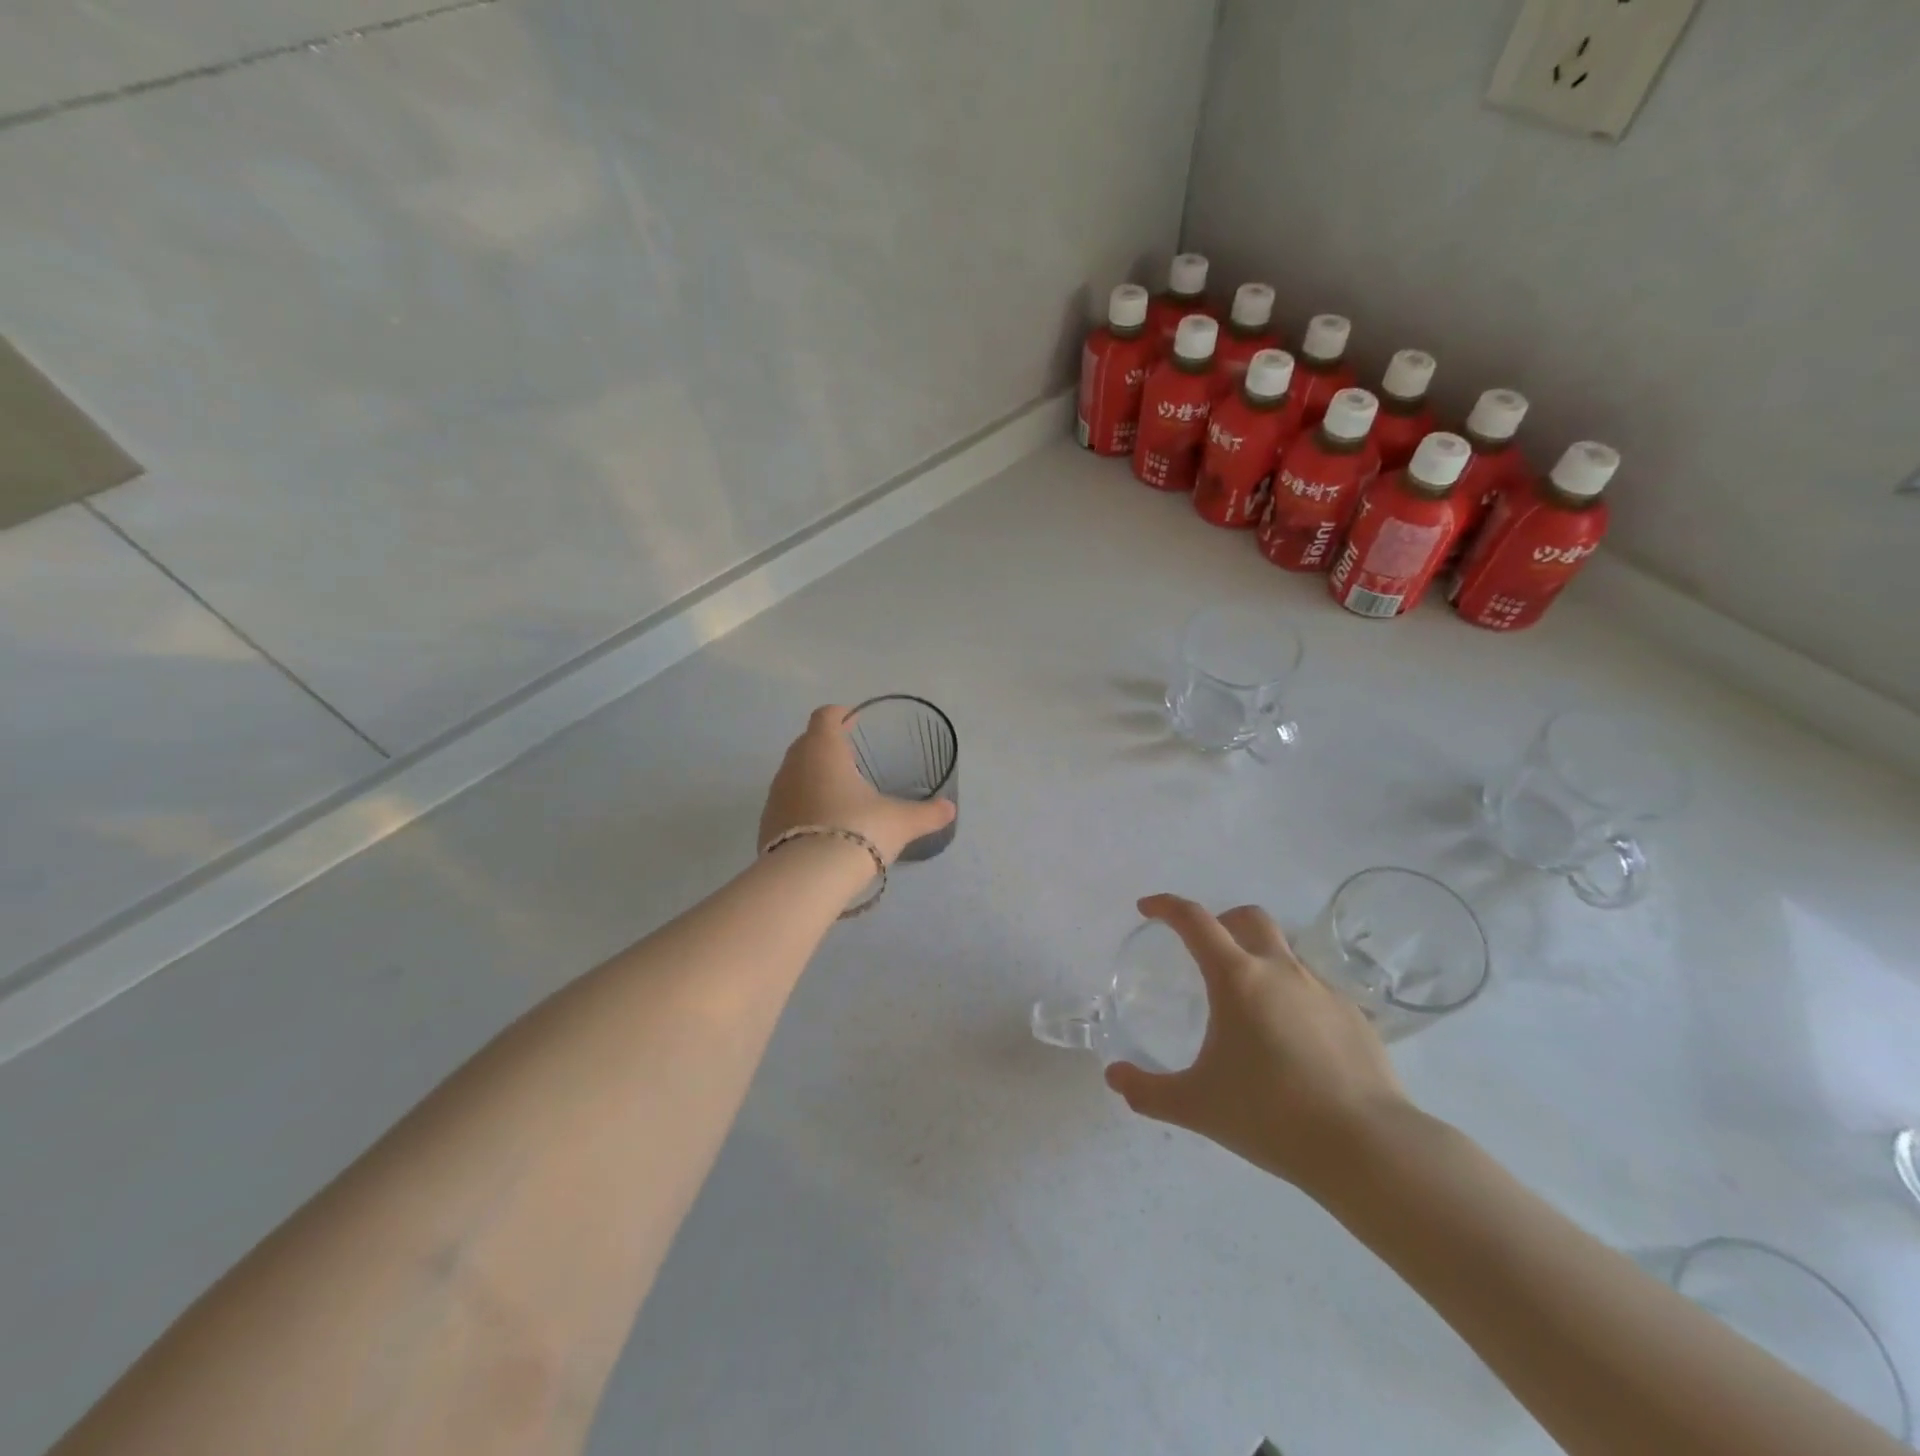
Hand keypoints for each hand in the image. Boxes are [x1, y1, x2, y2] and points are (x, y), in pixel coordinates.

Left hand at [759, 705, 956, 865]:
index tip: (853, 720)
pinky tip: (820, 825)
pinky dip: (801, 806)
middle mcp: (794, 764)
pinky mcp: (766, 824)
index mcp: (824, 750)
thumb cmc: (858, 830)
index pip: (825, 716)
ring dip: (812, 777)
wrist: (808, 877)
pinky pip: (786, 804)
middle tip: (850, 758)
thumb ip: (926, 813)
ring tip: (837, 794)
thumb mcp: (900, 822)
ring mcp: (776, 795)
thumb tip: (950, 809)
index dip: (840, 714)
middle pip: (807, 742)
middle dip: (826, 745)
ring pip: (794, 773)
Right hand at [1105, 895, 1410, 1196]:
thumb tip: (1113, 1078)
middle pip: (1248, 918)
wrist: (1368, 1148)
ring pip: (1285, 953)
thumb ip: (1148, 1091)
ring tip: (1249, 1006)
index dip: (1166, 907)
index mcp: (1237, 979)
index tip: (1148, 909)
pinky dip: (1293, 997)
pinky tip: (1293, 1042)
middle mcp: (1281, 971)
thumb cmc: (1271, 1115)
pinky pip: (1314, 990)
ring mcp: (1323, 990)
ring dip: (1260, 959)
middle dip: (1221, 921)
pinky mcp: (1355, 1016)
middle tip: (1204, 949)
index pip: (1194, 921)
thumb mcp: (1197, 1105)